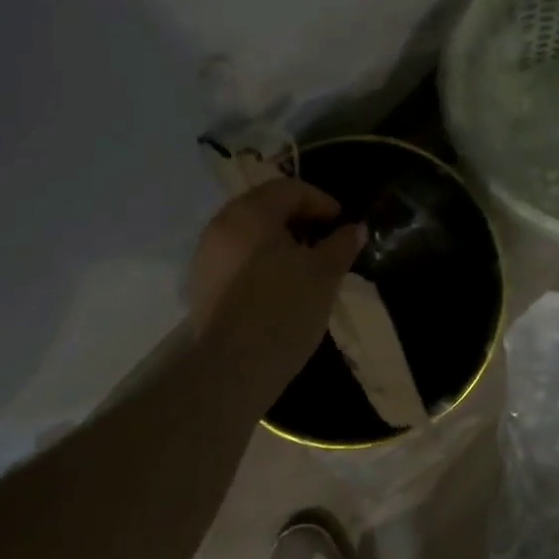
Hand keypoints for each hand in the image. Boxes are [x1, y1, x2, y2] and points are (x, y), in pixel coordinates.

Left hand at [188, 178, 366, 402]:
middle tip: (326, 240)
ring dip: (279, 240)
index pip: (289, 189)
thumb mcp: (324, 274)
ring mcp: (207, 256)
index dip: (321, 201)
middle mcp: (222, 225)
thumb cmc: (283, 309)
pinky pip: (237, 257)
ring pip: (249, 233)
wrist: (231, 369)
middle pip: (265, 207)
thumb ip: (341, 245)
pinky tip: (280, 285)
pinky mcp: (202, 285)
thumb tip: (355, 228)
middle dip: (299, 218)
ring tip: (306, 264)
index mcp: (250, 213)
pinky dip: (261, 260)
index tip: (342, 223)